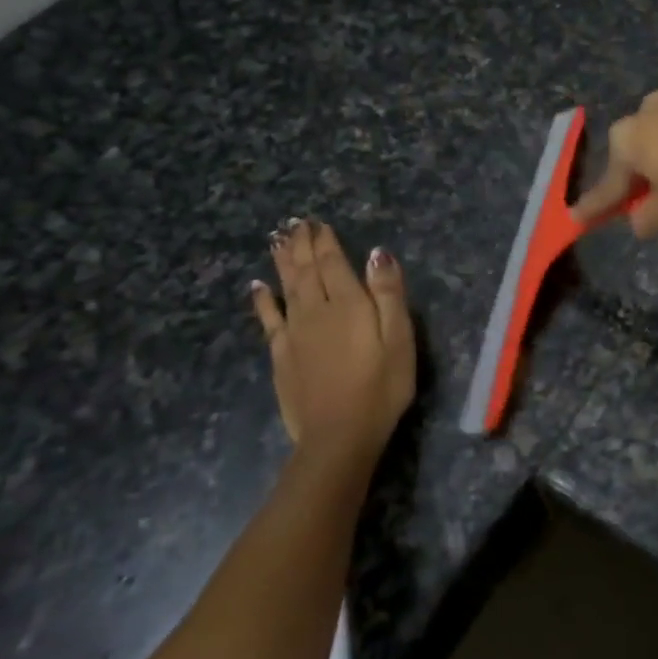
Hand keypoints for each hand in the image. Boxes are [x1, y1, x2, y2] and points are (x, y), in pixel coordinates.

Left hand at [251, 219, 415, 476]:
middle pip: (306, 270)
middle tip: (295, 223)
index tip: (318, 222)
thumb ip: (388, 294)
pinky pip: (268, 318)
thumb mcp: (399, 339)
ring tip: (277, 240)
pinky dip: (263, 299)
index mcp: (348, 304)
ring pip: (286, 287)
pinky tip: (257, 286)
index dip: (326, 241)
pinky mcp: (281, 355)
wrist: (339, 435)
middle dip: (302, 244)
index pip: (333, 263)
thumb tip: (377, 254)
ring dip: (282, 261)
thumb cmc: (381, 387)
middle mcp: (315, 310)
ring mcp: (294, 332)